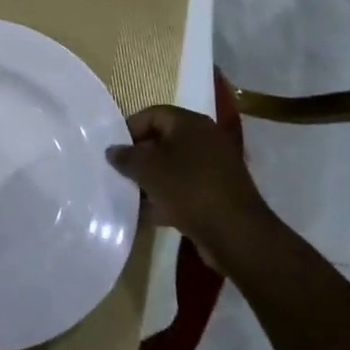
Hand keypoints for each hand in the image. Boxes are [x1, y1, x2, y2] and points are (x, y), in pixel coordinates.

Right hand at [108, 105, 273, 268]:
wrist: (237, 234)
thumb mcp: (147, 169)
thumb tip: (112, 150)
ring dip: (152, 179)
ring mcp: (215, 167)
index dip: (129, 129)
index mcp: (191, 123)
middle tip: (119, 172)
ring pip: (174, 166)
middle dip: (140, 156)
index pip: (152, 114)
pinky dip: (168, 197)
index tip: (113, 150)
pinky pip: (186, 187)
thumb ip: (126, 157)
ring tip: (131, 194)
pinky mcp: (219, 193)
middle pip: (163, 140)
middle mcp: (206, 139)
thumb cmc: (188, 189)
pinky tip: (149, 213)